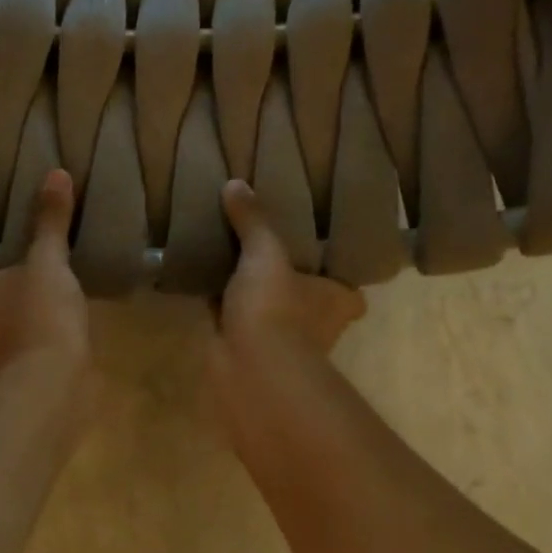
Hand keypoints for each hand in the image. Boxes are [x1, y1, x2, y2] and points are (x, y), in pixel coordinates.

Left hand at [0, 169, 89, 377]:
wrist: (51, 385)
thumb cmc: (38, 315)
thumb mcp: (48, 262)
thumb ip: (50, 223)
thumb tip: (56, 173)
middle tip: (22, 258)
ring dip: (11, 313)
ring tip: (40, 289)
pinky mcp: (2, 379)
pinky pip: (11, 347)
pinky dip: (25, 337)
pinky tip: (49, 325)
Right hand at [214, 180, 365, 363]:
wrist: (250, 368)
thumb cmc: (276, 308)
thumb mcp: (266, 252)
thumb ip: (253, 221)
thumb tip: (235, 183)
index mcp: (337, 301)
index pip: (347, 288)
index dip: (334, 273)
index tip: (316, 252)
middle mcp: (317, 325)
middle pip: (304, 297)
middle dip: (287, 282)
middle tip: (266, 249)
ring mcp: (281, 342)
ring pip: (267, 309)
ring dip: (251, 294)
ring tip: (231, 259)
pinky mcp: (246, 351)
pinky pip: (234, 320)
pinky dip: (222, 307)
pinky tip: (204, 284)